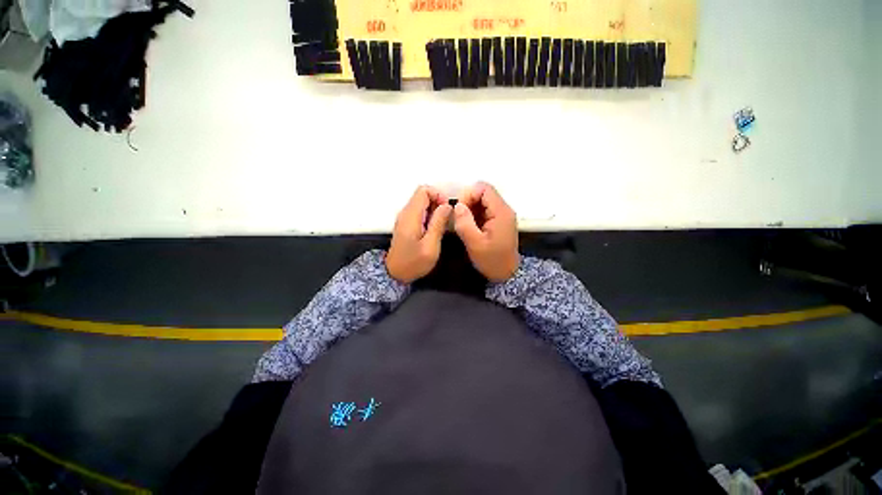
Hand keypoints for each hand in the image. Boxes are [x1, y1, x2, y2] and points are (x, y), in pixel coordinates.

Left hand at [386, 186, 452, 283]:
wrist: (395, 274)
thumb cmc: (413, 262)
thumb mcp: (430, 245)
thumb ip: (438, 223)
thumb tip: (447, 205)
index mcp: (411, 215)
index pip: (423, 190)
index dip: (438, 195)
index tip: (447, 209)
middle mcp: (406, 213)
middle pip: (423, 195)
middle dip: (438, 202)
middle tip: (447, 219)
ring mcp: (405, 218)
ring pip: (422, 203)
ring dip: (435, 210)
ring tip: (442, 225)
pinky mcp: (406, 224)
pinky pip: (419, 212)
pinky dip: (429, 216)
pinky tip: (434, 230)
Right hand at [453, 182, 519, 281]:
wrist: (506, 274)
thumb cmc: (492, 260)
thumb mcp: (475, 244)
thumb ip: (465, 223)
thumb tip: (457, 206)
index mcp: (501, 212)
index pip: (484, 188)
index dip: (468, 194)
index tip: (458, 210)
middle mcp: (503, 210)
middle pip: (483, 193)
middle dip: (468, 202)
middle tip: (459, 218)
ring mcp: (502, 215)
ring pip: (482, 201)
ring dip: (470, 210)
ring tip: (463, 224)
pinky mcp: (498, 222)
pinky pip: (484, 211)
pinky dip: (474, 215)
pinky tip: (469, 228)